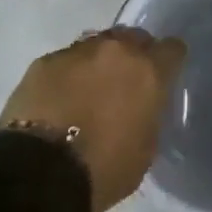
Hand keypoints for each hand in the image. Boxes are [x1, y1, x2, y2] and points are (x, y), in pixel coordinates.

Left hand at [0, 27, 186, 211]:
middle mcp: (117, 50)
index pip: (172, 49)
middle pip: (134, 38)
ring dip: (98, 64)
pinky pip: (64, 61)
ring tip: (87, 92)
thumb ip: (148, 116)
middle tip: (124, 84)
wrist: (38, 173)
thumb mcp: (144, 151)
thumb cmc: (102, 170)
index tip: (163, 78)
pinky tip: (58, 101)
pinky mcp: (44, 61)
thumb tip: (141, 107)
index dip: (169, 62)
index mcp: (148, 71)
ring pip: (97, 45)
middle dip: (133, 56)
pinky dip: (66, 76)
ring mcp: (78, 51)